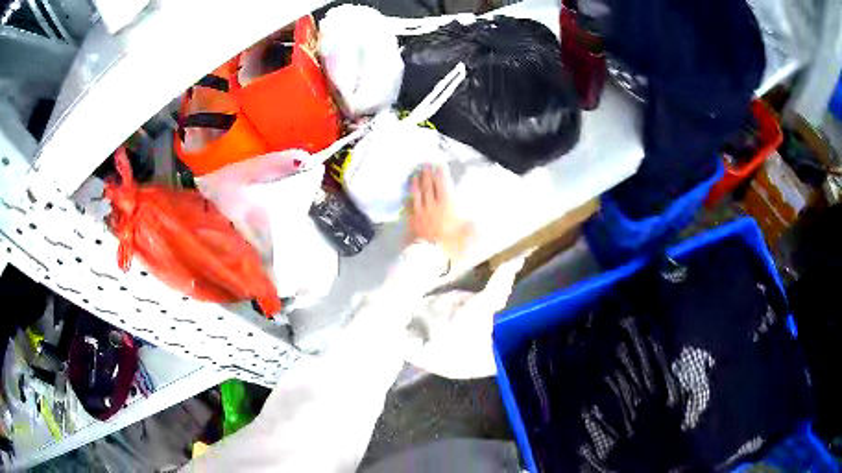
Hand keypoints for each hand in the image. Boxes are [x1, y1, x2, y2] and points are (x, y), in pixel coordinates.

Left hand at [407, 166, 472, 261]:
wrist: (428, 255)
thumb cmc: (448, 245)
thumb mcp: (465, 236)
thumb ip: (470, 228)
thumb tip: (475, 221)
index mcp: (446, 206)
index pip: (442, 186)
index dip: (440, 174)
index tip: (438, 165)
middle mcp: (431, 205)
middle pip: (428, 186)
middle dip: (427, 174)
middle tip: (424, 165)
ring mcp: (419, 212)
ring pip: (417, 194)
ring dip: (416, 183)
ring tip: (415, 174)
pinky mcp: (410, 220)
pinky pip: (408, 205)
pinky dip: (408, 197)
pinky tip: (406, 194)